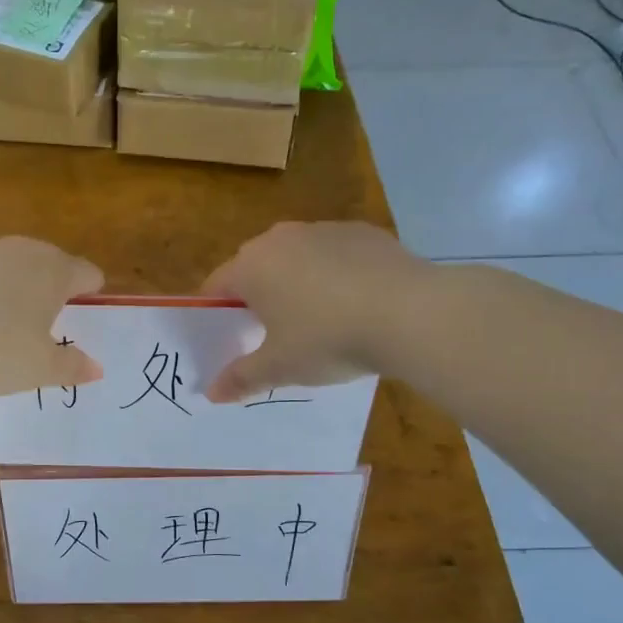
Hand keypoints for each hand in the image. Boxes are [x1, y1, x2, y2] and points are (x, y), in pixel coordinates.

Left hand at [0, 237, 104, 400]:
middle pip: (46, 260)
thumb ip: (71, 367)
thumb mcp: (38, 370)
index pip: (85, 272)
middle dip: (49, 283)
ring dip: (7, 283)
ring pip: (3, 262)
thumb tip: (96, 368)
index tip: (85, 307)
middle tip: (43, 317)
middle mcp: (18, 251)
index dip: (89, 290)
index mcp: (52, 273)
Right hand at [199, 221, 424, 402]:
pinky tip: (356, 304)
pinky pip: (335, 255)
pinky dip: (337, 275)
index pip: (216, 287)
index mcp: (251, 266)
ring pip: (297, 258)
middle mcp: (280, 238)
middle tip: (274, 335)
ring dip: (298, 283)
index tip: (231, 339)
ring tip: (320, 321)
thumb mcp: (280, 367)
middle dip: (258, 297)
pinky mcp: (362, 232)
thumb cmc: (328, 339)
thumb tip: (212, 393)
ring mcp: (324, 229)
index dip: (218, 315)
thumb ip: (242, 378)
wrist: (410, 313)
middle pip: (255, 268)